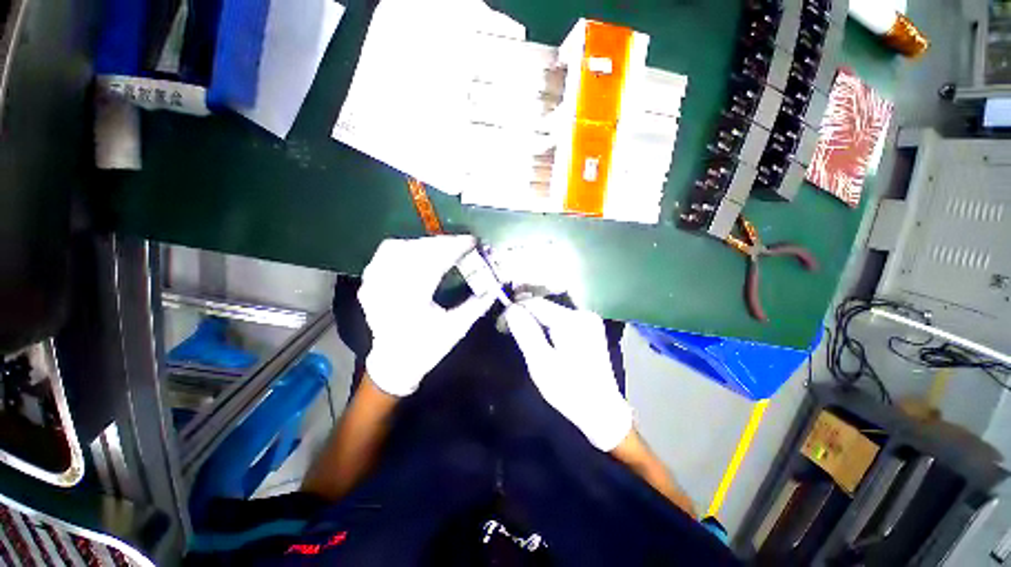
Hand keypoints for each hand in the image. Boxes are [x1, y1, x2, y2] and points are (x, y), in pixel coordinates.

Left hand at [359, 236, 494, 395]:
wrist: (395, 362)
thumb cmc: (428, 348)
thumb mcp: (457, 328)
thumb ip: (478, 305)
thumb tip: (495, 285)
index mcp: (412, 301)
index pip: (435, 262)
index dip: (454, 248)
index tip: (471, 241)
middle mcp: (389, 289)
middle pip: (416, 252)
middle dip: (441, 243)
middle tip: (461, 243)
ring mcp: (374, 285)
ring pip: (397, 248)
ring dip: (423, 243)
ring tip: (442, 246)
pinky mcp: (369, 284)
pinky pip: (384, 255)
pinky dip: (403, 247)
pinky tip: (417, 250)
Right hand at [505, 298, 632, 450]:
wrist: (602, 410)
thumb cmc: (568, 390)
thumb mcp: (542, 363)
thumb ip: (526, 332)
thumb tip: (511, 308)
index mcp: (572, 321)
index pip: (537, 303)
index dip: (516, 308)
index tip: (502, 322)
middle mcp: (583, 314)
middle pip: (546, 305)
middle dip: (526, 314)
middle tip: (509, 328)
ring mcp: (589, 320)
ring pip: (553, 311)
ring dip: (536, 319)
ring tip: (523, 333)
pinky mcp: (590, 328)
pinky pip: (562, 319)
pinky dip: (548, 324)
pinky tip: (542, 337)